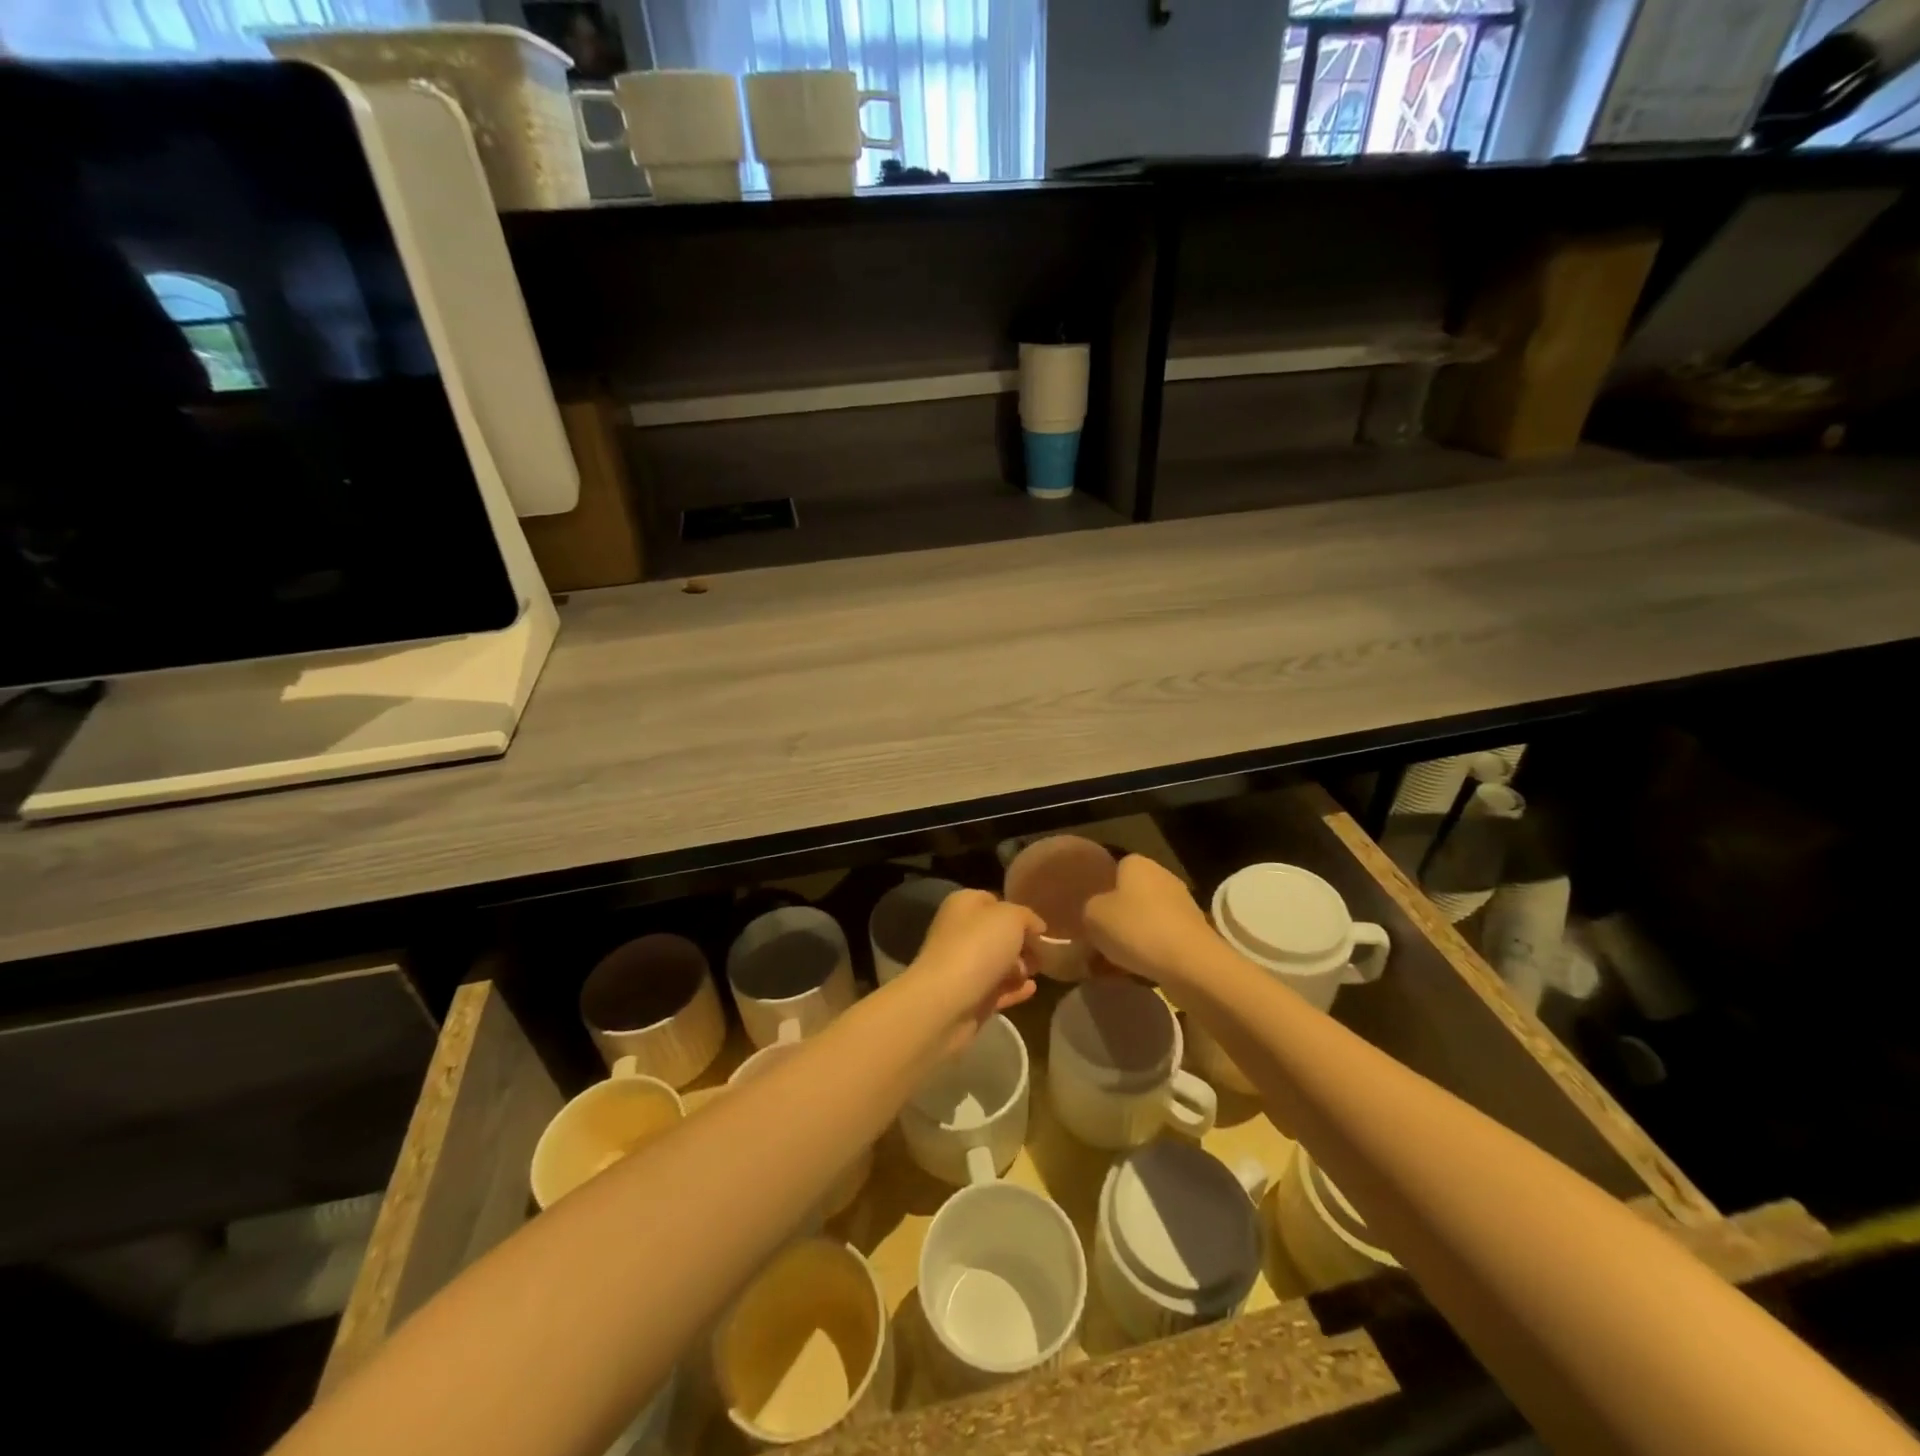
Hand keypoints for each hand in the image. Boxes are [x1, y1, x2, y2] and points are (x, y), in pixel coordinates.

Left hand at [905, 888, 1041, 1054]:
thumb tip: (1036, 927)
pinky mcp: (968, 998)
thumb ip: (1026, 917)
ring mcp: (962, 967)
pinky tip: (1032, 989)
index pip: (993, 901)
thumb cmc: (977, 947)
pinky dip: (1014, 989)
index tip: (1040, 927)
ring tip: (1037, 971)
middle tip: (1042, 952)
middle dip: (1021, 943)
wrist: (945, 1002)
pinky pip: (996, 990)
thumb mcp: (1011, 917)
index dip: (1018, 912)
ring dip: (1019, 967)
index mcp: (963, 905)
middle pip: (996, 934)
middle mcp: (959, 932)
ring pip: (996, 963)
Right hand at [1083, 854, 1218, 992]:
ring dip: (1131, 939)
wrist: (1190, 964)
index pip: (1113, 870)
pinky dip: (1149, 954)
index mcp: (1137, 864)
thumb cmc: (1136, 928)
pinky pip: (1161, 940)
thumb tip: (1095, 914)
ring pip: (1145, 921)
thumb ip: (1088, 909)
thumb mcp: (1091, 915)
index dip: (1100, 891)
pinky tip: (1134, 973)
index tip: (1089, 914)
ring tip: (1111, 964)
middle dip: (1115, 918)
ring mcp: (1182, 905)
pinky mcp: (1194, 934)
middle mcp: (1162, 877)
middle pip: (1130, 897)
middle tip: (1096, 941)